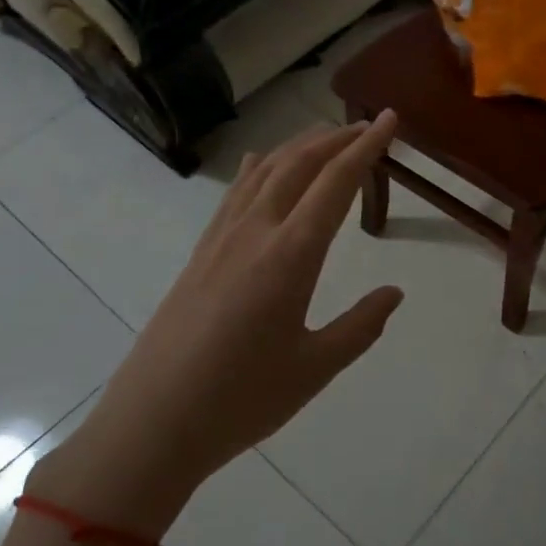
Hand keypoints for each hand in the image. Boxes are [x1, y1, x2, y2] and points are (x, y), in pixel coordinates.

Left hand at [31, 112, 404, 537]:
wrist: (151, 425)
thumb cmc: (241, 401)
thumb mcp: (315, 368)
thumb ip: (360, 326)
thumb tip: (394, 292)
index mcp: (290, 256)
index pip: (336, 184)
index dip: (366, 147)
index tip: (390, 119)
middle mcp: (254, 234)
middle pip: (298, 165)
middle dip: (336, 139)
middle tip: (367, 127)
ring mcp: (220, 241)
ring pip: (264, 172)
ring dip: (299, 147)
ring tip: (326, 139)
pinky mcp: (199, 255)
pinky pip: (234, 194)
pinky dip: (258, 168)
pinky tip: (261, 164)